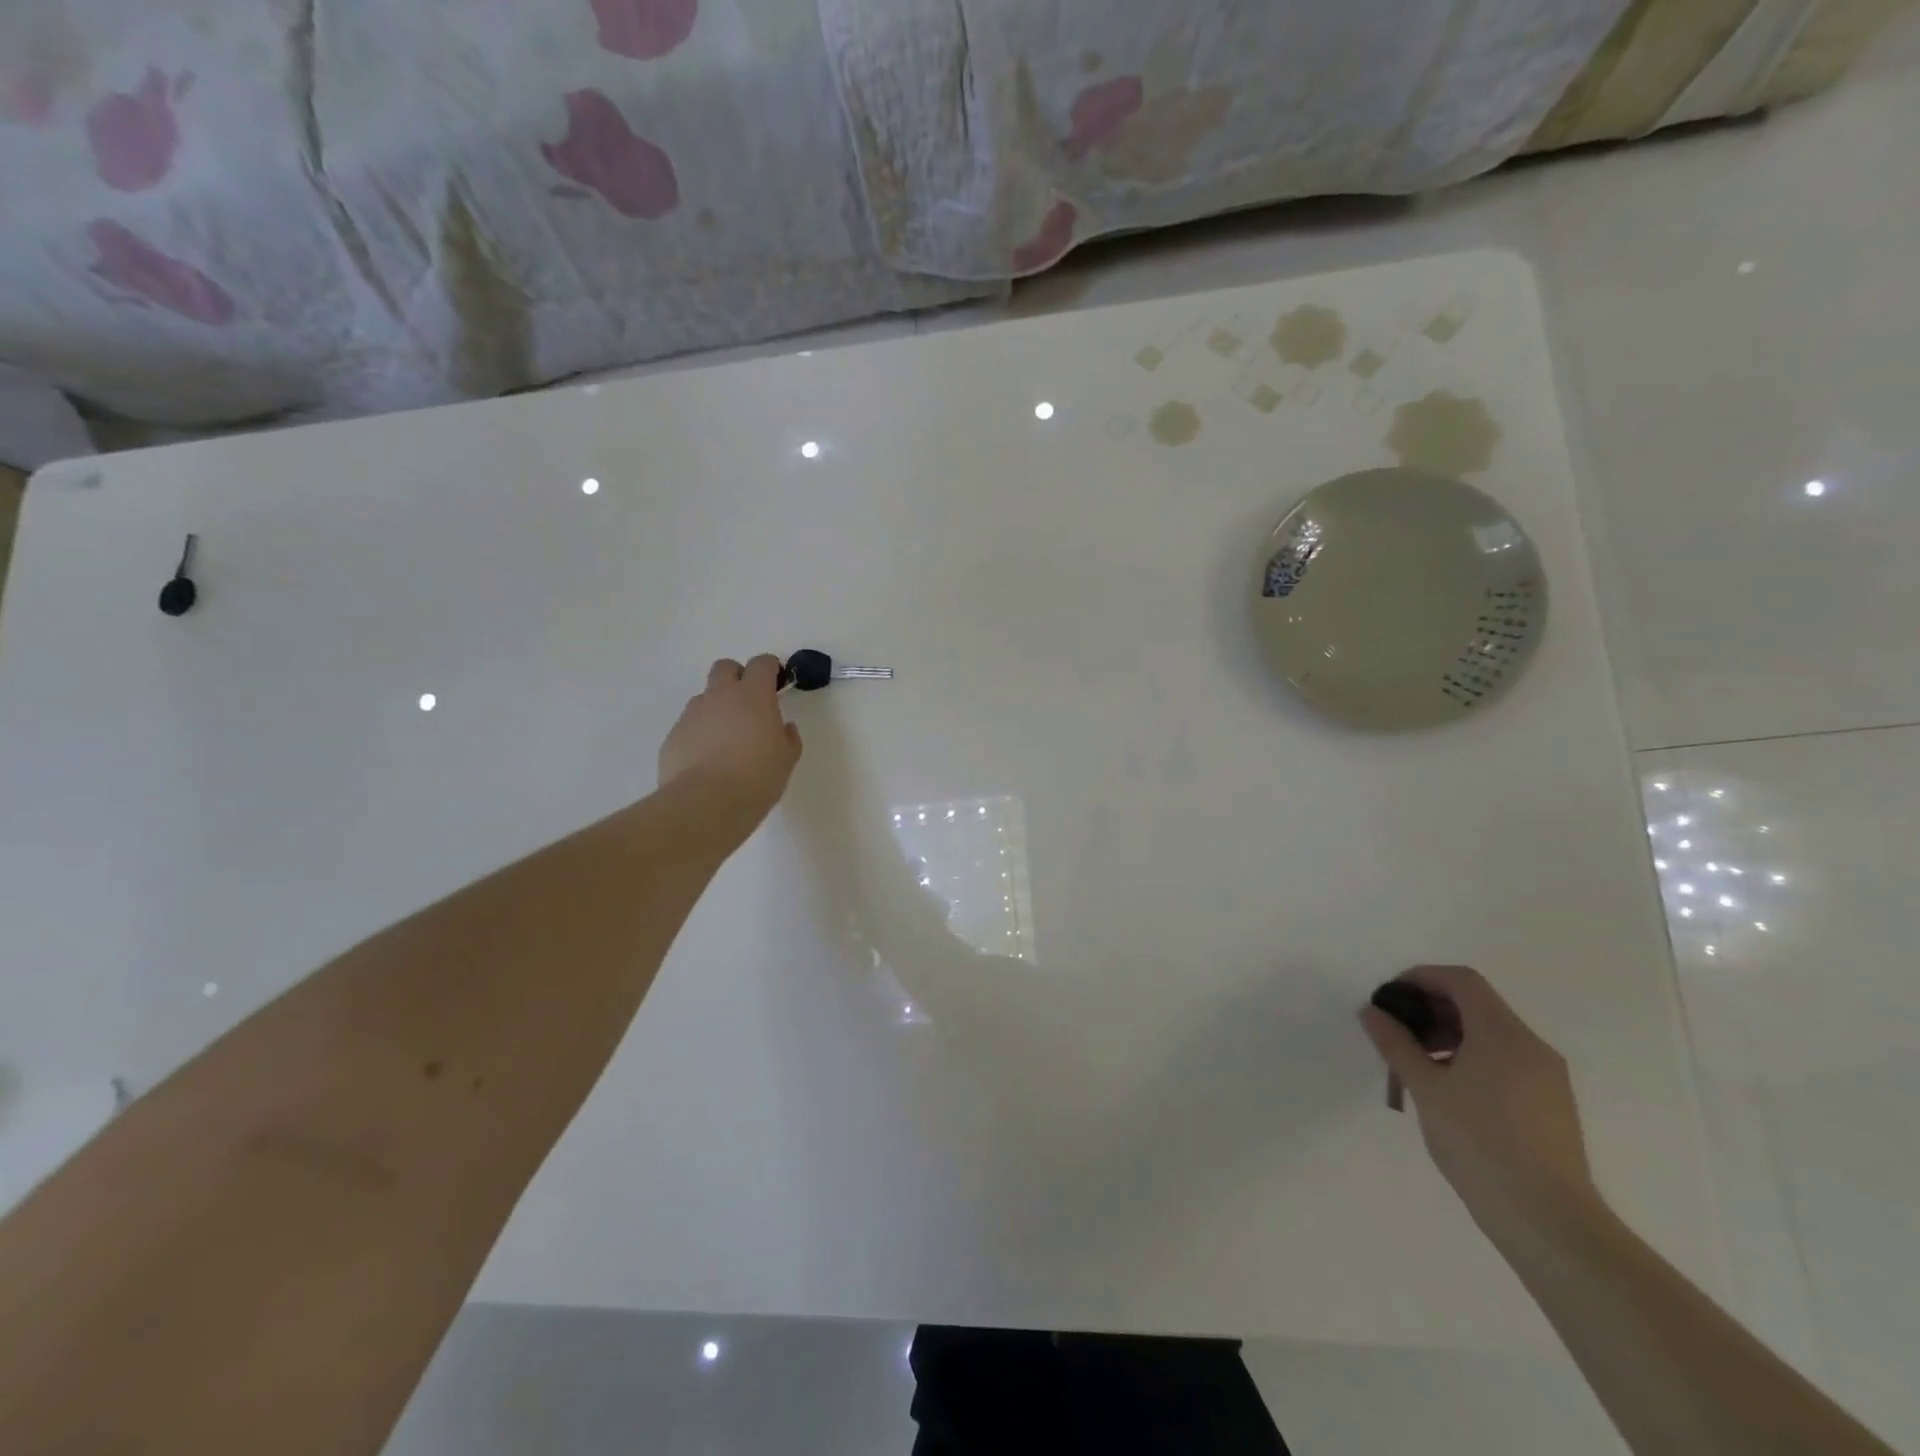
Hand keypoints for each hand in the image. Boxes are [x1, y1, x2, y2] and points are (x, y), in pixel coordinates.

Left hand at [658, 656, 802, 842]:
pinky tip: (707, 761)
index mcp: (753, 696)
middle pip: (725, 667)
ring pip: (705, 697)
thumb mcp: (786, 760)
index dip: (771, 669)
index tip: (777, 684)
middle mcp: (720, 696)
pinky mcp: (673, 736)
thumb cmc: (756, 778)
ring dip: (717, 708)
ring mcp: (692, 715)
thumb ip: (788, 738)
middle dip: (738, 677)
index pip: (762, 664)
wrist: (705, 804)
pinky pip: (690, 725)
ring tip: (727, 740)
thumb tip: (784, 728)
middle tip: (749, 704)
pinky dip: (700, 734)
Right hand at [1361, 965, 1599, 1235]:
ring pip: (1491, 1035)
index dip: (1421, 978)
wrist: (1548, 1220)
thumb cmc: (1479, 1143)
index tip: (1391, 998)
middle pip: (1477, 1005)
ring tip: (1416, 1066)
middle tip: (1397, 1033)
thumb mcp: (1425, 1088)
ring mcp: (1547, 1077)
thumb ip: (1395, 1043)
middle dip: (1431, 1010)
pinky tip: (1448, 1092)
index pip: (1461, 980)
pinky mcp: (1551, 1104)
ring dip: (1449, 1036)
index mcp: (1503, 1033)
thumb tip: (1371, 1011)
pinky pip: (1506, 1061)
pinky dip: (1471, 1059)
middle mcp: (1532, 1046)